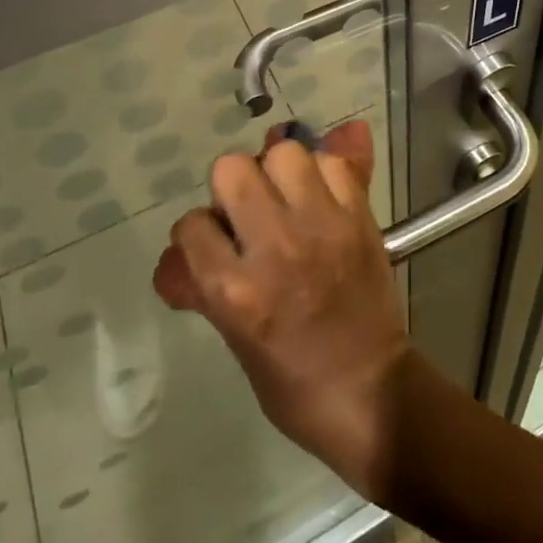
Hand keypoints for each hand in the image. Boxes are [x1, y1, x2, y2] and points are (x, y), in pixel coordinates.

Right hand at [153, 120, 409, 500]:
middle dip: (232, 186)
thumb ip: (200, 289)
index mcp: (235, 290)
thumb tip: (171, 258)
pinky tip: (322, 198)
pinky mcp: (359, 216)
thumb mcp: (233, 340)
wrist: (371, 390)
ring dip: (278, 169)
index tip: (214, 244)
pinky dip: (324, 171)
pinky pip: (334, 162)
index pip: (191, 225)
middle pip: (232, 169)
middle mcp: (275, 246)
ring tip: (286, 197)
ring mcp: (322, 225)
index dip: (198, 232)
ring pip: (284, 151)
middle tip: (248, 212)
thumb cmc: (293, 383)